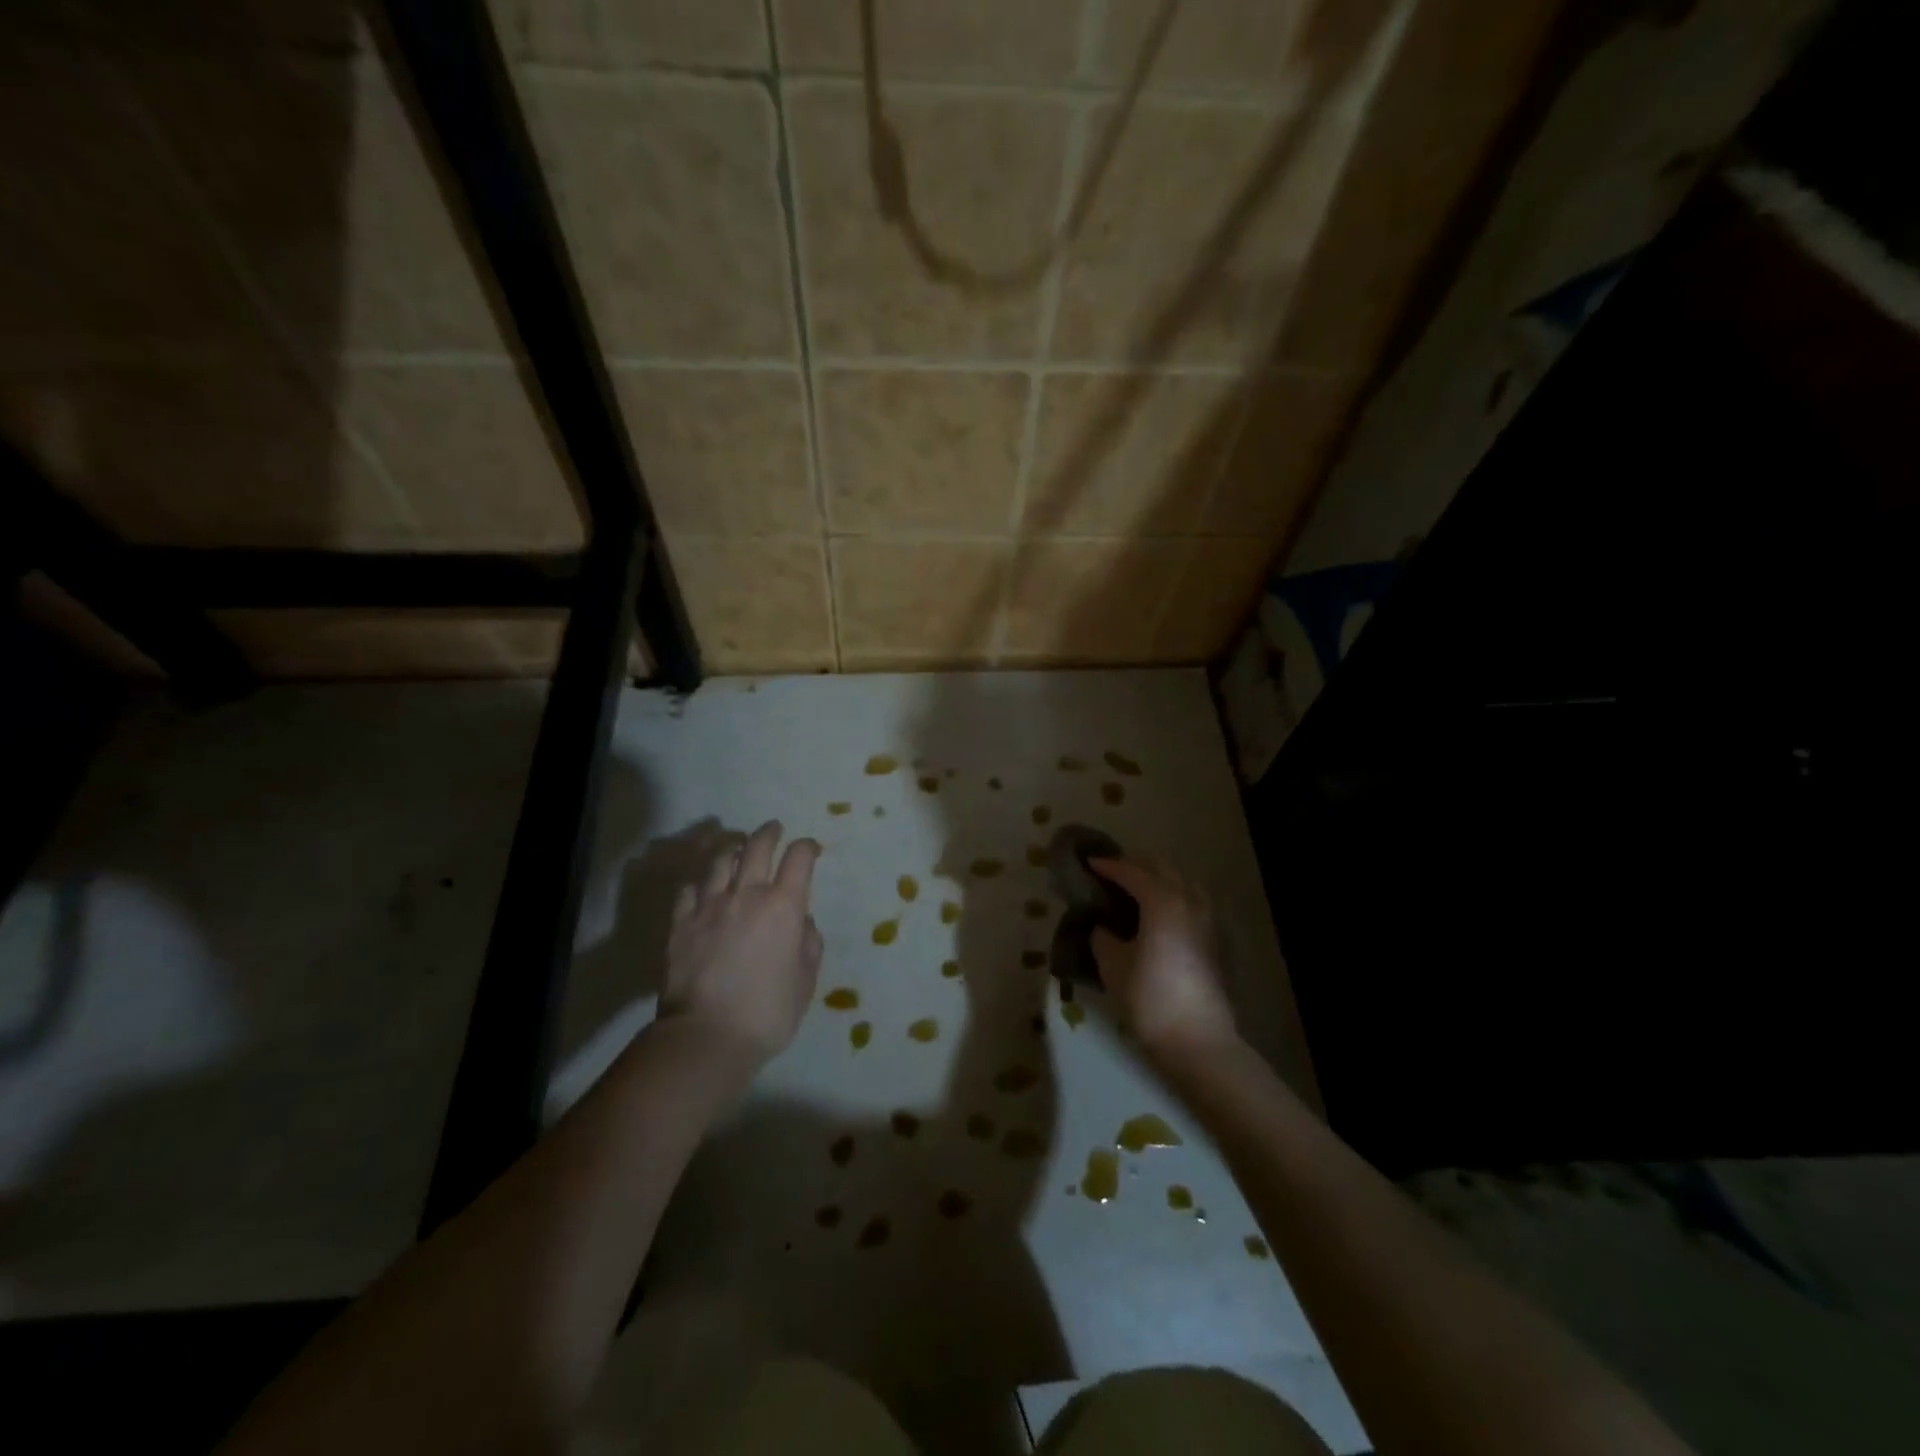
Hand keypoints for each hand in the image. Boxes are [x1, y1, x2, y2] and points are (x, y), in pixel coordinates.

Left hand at [662, 821, 822, 1066]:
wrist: (707, 1037)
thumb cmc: (768, 1013)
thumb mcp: (806, 981)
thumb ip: (810, 945)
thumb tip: (803, 922)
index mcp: (784, 906)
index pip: (799, 858)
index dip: (808, 847)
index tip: (812, 849)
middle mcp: (747, 894)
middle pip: (758, 846)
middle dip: (770, 832)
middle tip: (774, 829)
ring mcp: (709, 905)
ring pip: (720, 859)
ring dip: (733, 847)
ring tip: (737, 846)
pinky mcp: (680, 922)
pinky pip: (690, 887)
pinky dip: (701, 879)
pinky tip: (704, 882)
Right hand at [1089, 858, 1236, 1063]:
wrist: (1197, 1040)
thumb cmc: (1148, 998)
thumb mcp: (1112, 964)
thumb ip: (1103, 936)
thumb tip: (1103, 926)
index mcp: (1161, 901)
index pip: (1131, 872)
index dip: (1107, 866)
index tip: (1088, 863)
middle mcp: (1188, 900)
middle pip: (1161, 868)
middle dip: (1134, 865)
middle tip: (1109, 872)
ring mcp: (1206, 919)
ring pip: (1181, 881)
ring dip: (1157, 877)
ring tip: (1134, 889)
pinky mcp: (1213, 938)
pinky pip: (1191, 899)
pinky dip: (1172, 894)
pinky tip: (1157, 912)